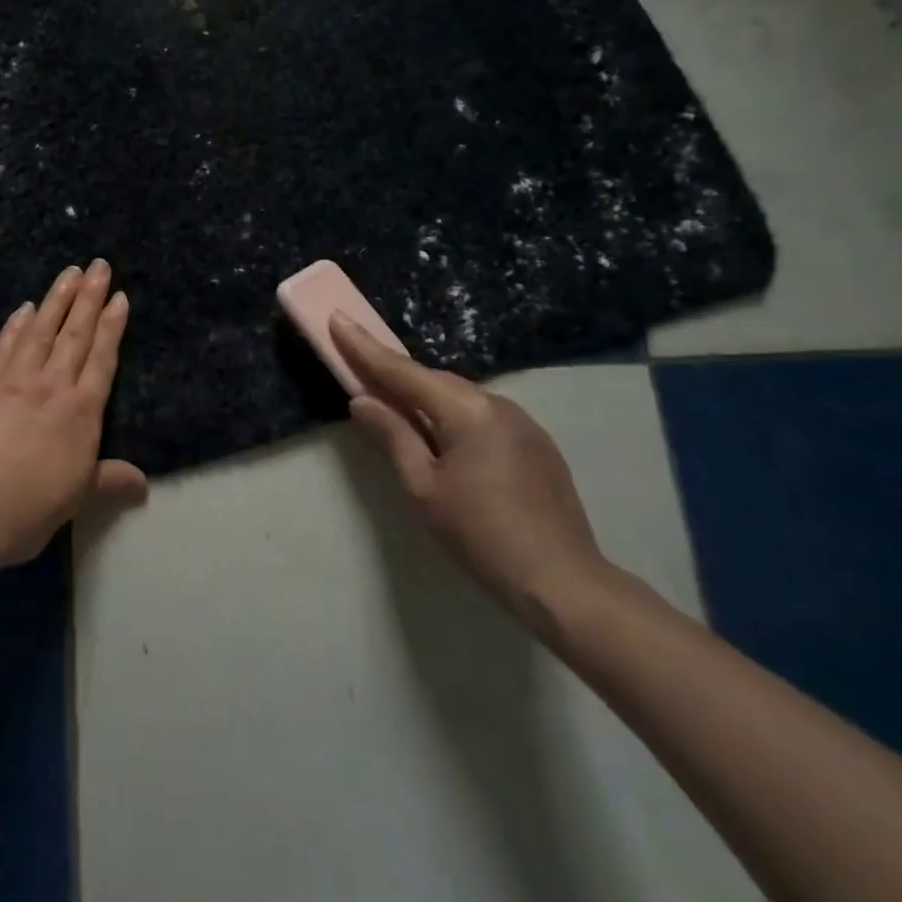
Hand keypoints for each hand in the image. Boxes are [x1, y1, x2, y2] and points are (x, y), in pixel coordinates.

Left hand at [0, 261, 148, 576]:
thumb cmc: (27, 509)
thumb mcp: (76, 499)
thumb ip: (109, 481)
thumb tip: (143, 483)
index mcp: (81, 413)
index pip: (102, 359)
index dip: (112, 326)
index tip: (119, 296)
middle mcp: (51, 386)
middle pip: (75, 334)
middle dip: (89, 298)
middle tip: (99, 265)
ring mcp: (14, 380)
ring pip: (40, 330)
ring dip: (56, 298)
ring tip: (69, 272)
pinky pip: (4, 345)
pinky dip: (16, 324)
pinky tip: (24, 308)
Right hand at [328, 313, 612, 630]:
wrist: (563, 583)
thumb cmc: (481, 534)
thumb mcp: (423, 487)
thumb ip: (392, 435)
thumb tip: (362, 400)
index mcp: (466, 410)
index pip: (403, 370)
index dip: (365, 347)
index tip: (338, 319)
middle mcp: (496, 403)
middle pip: (433, 380)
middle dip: (395, 373)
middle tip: (359, 367)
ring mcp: (522, 422)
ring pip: (459, 397)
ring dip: (425, 397)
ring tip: (395, 406)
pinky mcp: (536, 443)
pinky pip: (482, 415)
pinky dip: (452, 415)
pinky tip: (442, 436)